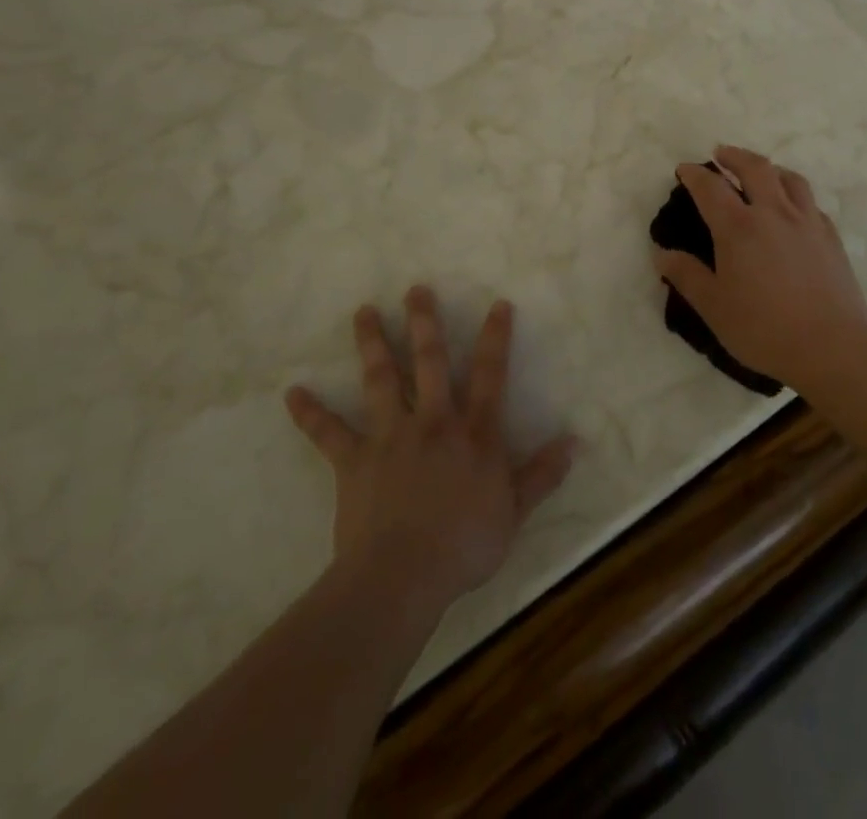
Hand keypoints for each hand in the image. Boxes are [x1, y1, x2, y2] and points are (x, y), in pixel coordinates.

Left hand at [285, 287, 574, 614]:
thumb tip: (574, 441)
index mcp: (473, 433)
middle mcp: (433, 422)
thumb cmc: (464, 545)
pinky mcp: (354, 460)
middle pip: (429, 362)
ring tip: (363, 312)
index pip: (489, 374)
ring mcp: (391, 437)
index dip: (495, 337)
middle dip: (424, 322)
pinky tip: (292, 393)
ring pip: (381, 380)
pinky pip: (329, 433)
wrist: (402, 576)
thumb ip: (542, 473)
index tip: (498, 304)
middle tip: (415, 290)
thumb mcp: (514, 511)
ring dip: (372, 343)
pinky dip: (310, 413)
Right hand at [653, 145, 866, 384]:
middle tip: (721, 154)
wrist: (831, 346)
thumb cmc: (763, 328)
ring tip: (760, 171)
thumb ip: (686, 276)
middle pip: (754, 168)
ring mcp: (807, 222)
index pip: (710, 188)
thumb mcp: (714, 307)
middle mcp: (773, 213)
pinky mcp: (831, 237)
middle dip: (734, 156)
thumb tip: (661, 254)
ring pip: (789, 178)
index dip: (694, 175)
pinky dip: (795, 194)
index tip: (684, 169)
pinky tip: (793, 208)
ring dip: (769, 168)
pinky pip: (810, 202)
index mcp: (739, 228)